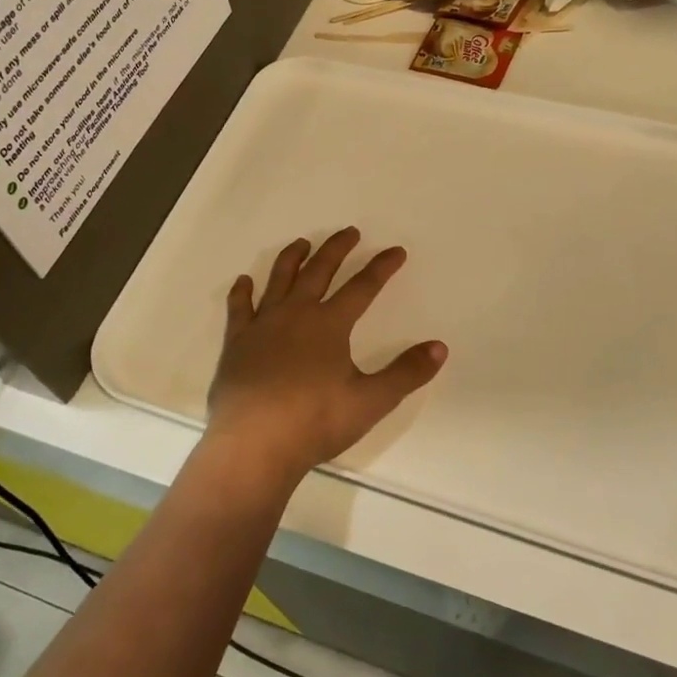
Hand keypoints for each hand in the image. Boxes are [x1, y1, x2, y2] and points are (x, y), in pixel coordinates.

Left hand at [203, 229, 446, 490]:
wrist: (253, 444)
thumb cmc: (315, 422)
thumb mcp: (371, 401)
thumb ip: (406, 373)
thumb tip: (439, 347)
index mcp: (330, 324)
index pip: (363, 286)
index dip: (382, 267)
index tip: (396, 251)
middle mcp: (296, 314)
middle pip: (320, 271)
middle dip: (337, 248)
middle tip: (349, 232)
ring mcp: (263, 325)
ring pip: (279, 279)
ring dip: (293, 258)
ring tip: (302, 243)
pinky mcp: (237, 342)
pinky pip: (240, 307)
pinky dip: (242, 291)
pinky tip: (243, 281)